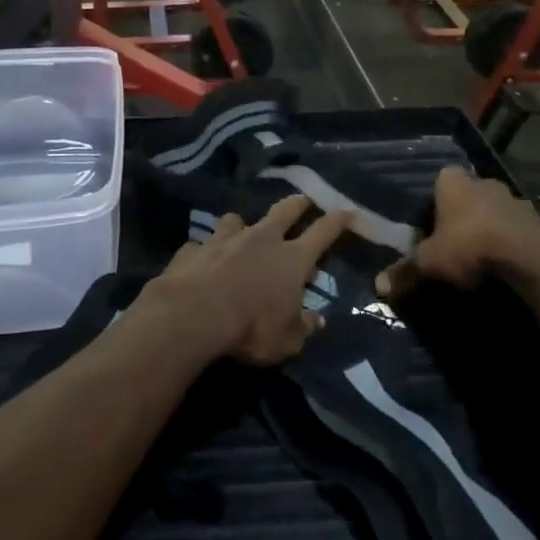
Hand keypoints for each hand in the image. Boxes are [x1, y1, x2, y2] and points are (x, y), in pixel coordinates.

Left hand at [134, 196, 352, 366]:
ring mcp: (224, 239)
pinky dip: (207, 250)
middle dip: (297, 203)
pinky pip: (203, 244)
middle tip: (303, 199)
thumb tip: (317, 321)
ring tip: (241, 229)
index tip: (347, 210)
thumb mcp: (287, 340)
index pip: (322, 232)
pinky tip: (202, 261)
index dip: (337, 220)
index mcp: (291, 259)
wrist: (192, 314)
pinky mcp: (194, 248)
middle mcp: (261, 240)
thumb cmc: (250, 328)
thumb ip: (303, 327)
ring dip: (242, 224)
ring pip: (237, 219)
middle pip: (284, 211)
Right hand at [376, 168, 539, 300]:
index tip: (429, 226)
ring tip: (479, 259)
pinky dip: (509, 243)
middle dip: (461, 216)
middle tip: (452, 243)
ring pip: (494, 212)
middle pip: (467, 196)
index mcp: (453, 182)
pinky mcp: (538, 220)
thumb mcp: (429, 262)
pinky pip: (516, 229)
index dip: (433, 203)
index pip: (439, 182)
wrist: (528, 258)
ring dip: (488, 229)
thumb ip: (404, 271)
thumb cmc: (468, 246)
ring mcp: (514, 199)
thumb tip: (378, 286)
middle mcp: (484, 182)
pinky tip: (503, 265)